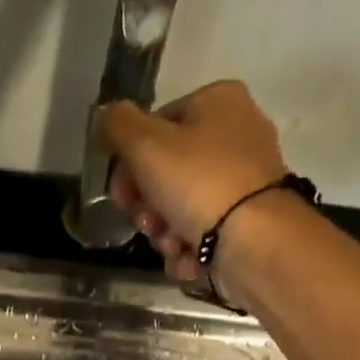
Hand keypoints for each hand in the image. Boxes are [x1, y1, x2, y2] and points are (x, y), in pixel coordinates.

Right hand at [100, 81, 288, 293]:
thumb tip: (106, 115)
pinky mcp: (246, 221)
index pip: (155, 127)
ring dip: (164, 232)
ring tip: (172, 244)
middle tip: (147, 222)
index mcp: (217, 102)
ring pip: (180, 208)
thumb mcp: (145, 145)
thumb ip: (118, 125)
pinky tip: (190, 258)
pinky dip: (189, 249)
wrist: (254, 242)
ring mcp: (243, 182)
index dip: (129, 163)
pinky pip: (202, 233)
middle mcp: (236, 135)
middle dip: (147, 206)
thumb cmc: (198, 183)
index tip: (120, 193)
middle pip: (166, 173)